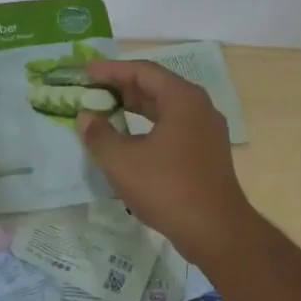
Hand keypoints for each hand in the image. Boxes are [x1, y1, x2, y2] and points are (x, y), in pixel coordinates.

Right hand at [76, 59, 255, 262]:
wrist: (215, 230)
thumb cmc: (167, 188)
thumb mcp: (122, 161)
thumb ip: (99, 134)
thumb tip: (86, 117)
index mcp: (183, 99)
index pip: (143, 71)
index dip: (111, 70)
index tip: (85, 72)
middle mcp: (199, 108)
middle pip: (157, 87)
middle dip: (122, 88)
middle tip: (92, 91)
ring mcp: (207, 132)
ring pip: (166, 109)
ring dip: (135, 109)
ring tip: (106, 112)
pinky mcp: (207, 154)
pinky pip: (174, 128)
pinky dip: (149, 127)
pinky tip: (130, 141)